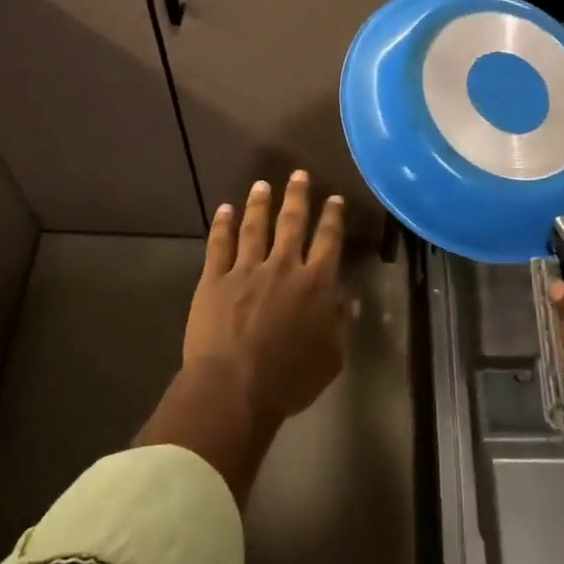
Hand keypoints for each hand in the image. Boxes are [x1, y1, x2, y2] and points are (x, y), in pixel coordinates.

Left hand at [183, 171, 348, 427]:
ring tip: (262, 184)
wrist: (234, 389)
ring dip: (260, 203)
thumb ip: (341, 325)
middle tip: (299, 174)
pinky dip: (223, 225)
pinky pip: (219, 245)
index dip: (333, 217)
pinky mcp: (214, 279)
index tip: (335, 199)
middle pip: (292, 223)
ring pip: (255, 227)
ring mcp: (246, 270)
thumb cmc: (288, 380)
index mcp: (315, 284)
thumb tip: (349, 300)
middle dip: (298, 196)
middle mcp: (283, 267)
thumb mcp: (331, 358)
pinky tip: (225, 209)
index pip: (328, 241)